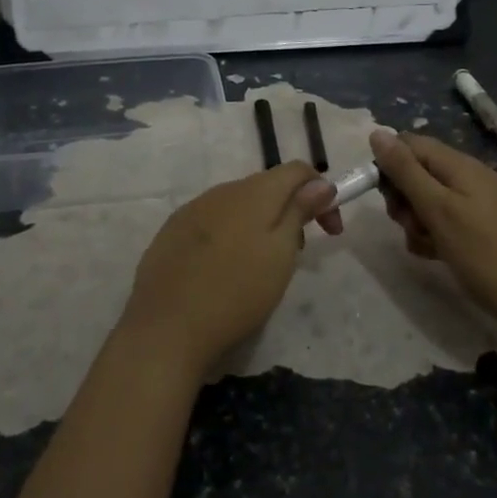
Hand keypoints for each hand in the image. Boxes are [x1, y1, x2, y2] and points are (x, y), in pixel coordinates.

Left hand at [119, 162, 338, 375]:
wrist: (166, 327)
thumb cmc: (237, 292)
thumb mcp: (281, 254)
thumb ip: (299, 211)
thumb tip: (320, 182)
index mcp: (254, 191)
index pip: (297, 170)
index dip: (321, 192)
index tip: (330, 231)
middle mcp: (222, 190)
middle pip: (267, 186)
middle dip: (290, 210)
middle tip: (298, 252)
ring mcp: (193, 208)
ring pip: (238, 204)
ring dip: (259, 222)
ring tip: (261, 264)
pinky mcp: (172, 230)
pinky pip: (212, 220)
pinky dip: (230, 233)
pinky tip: (224, 267)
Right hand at [371, 129, 496, 347]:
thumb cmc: (484, 253)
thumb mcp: (438, 210)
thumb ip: (406, 171)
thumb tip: (377, 133)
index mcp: (459, 165)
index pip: (409, 144)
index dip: (389, 165)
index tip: (384, 197)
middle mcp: (466, 177)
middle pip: (416, 172)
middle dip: (403, 198)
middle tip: (409, 225)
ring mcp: (474, 203)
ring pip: (426, 200)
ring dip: (415, 220)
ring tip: (426, 245)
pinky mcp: (478, 228)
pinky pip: (443, 221)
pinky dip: (433, 235)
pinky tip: (435, 255)